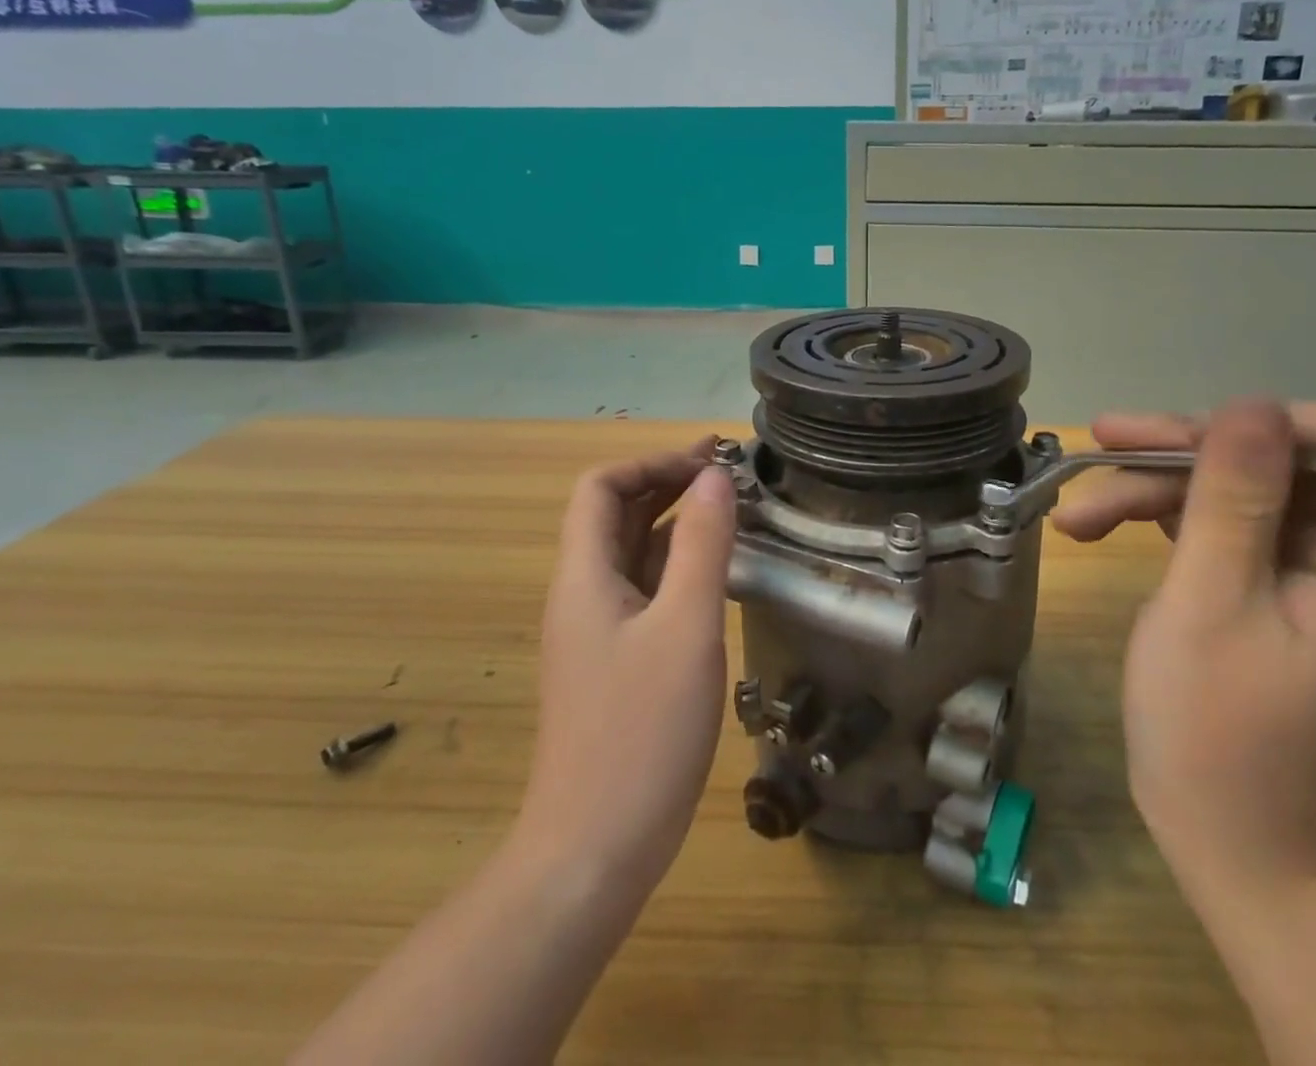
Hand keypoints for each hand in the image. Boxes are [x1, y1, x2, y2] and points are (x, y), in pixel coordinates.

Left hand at [514, 444, 736, 901]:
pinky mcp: (617, 663)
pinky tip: (718, 574)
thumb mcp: (685, 628)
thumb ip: (703, 547)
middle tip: (729, 475)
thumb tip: (716, 477)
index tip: (708, 463)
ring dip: (676, 524)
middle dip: (668, 484)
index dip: (651, 463)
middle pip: (616, 516)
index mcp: (585, 576)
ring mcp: (598, 631)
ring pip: (633, 554)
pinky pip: (645, 591)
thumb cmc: (641, 733)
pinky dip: (679, 566)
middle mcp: (584, 594)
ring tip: (731, 513)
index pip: (601, 488)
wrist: (593, 852)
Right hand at [1054, 400, 1315, 885]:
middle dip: (1191, 451)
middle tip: (1107, 443)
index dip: (1293, 423)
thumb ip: (1232, 499)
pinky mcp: (1269, 585)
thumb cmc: (1216, 733)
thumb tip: (1250, 404)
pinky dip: (1161, 517)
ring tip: (1080, 508)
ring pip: (1240, 488)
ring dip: (1158, 485)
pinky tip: (1097, 525)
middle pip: (1285, 461)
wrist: (1225, 838)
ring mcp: (1311, 573)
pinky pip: (1222, 523)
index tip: (1208, 436)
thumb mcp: (1210, 604)